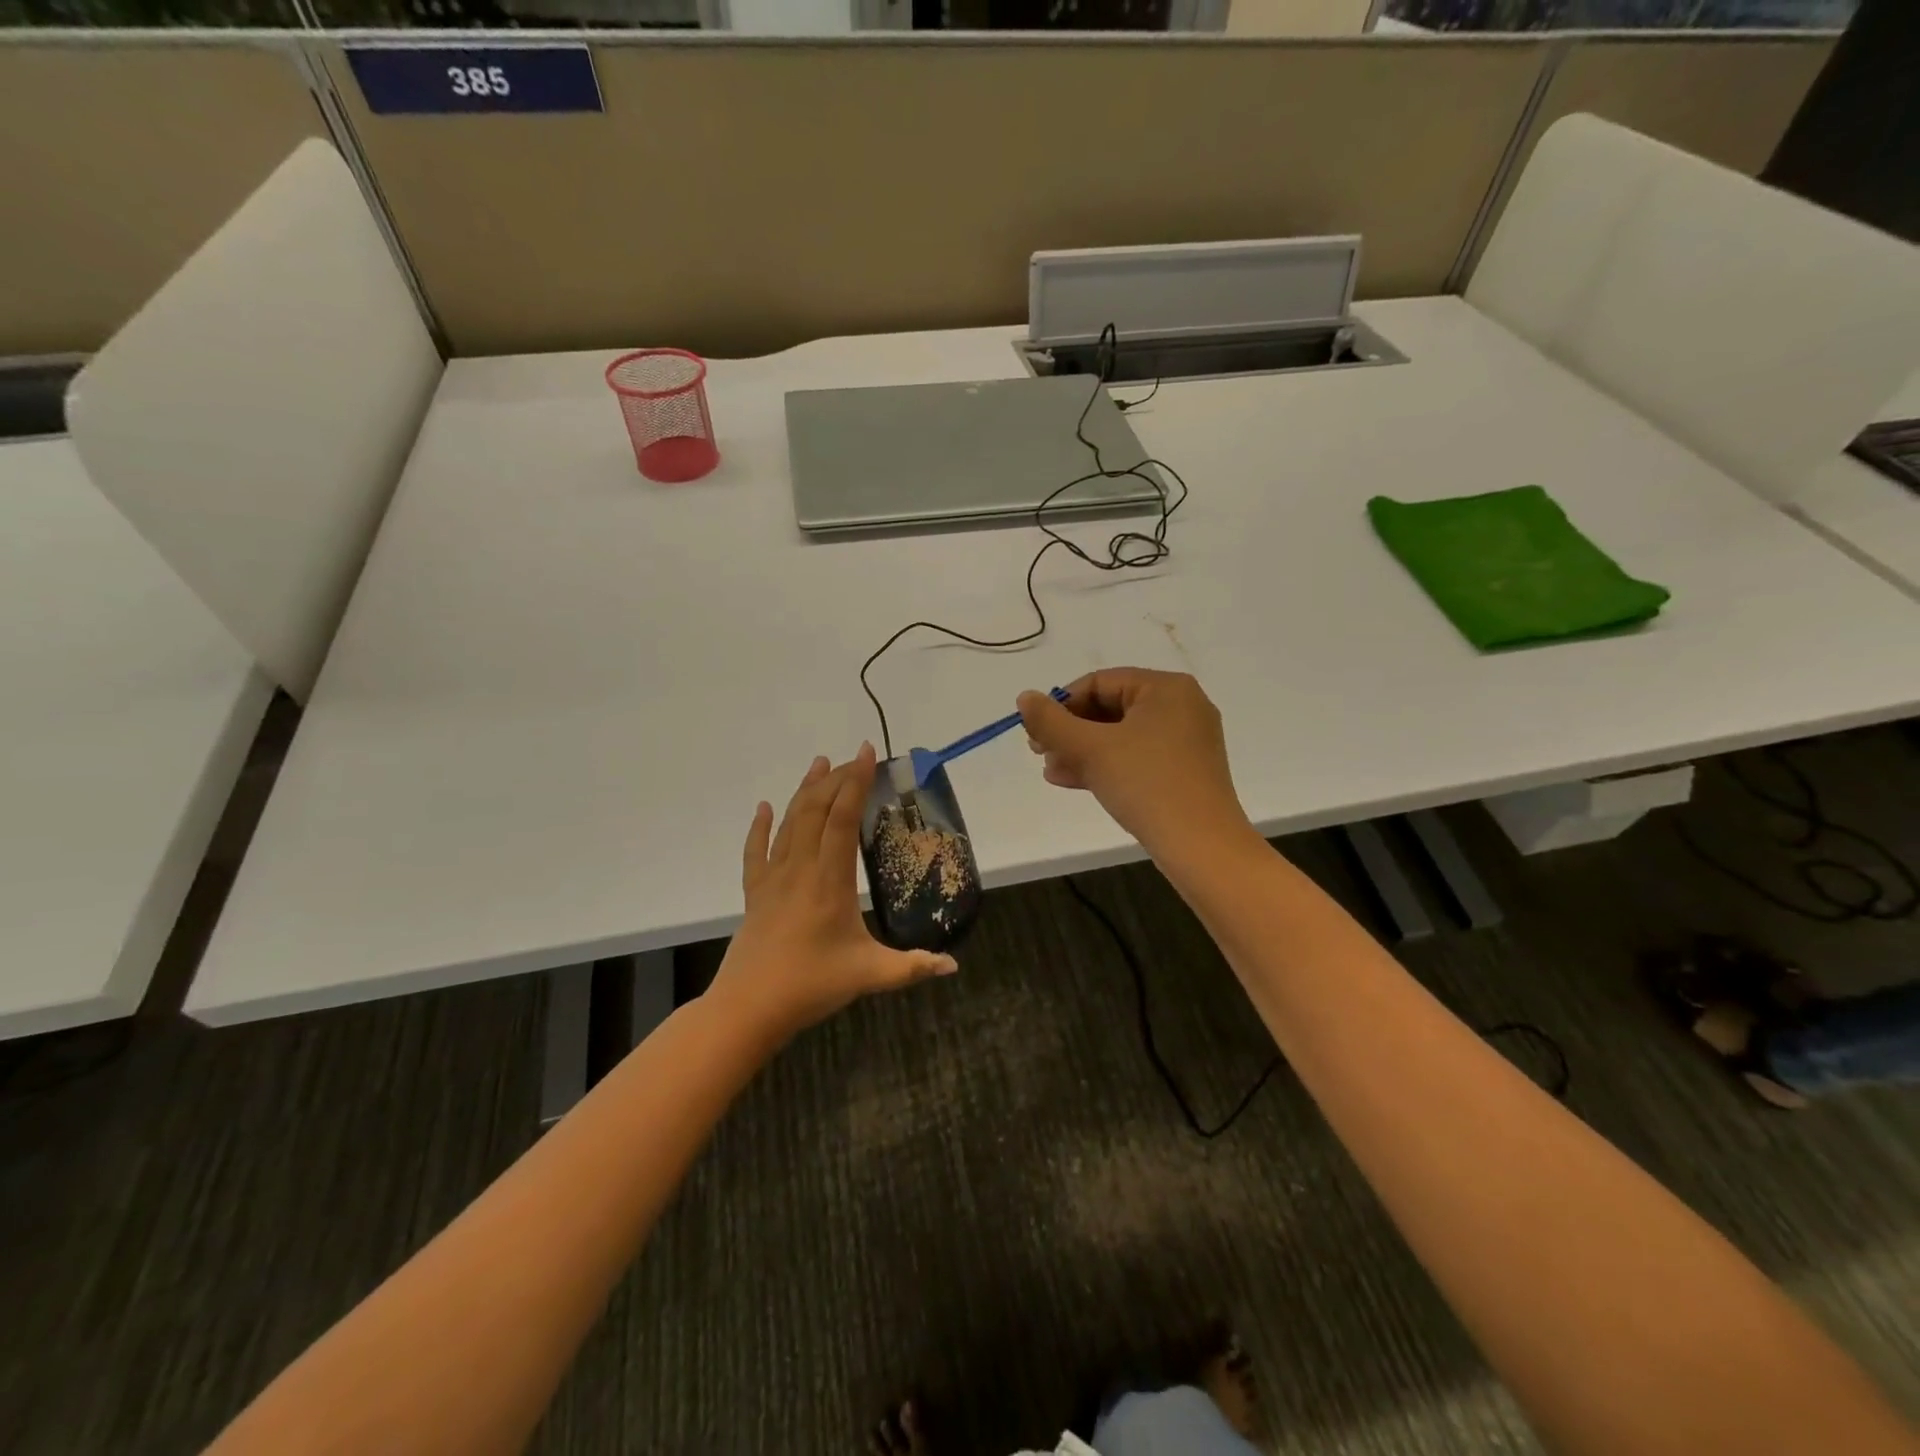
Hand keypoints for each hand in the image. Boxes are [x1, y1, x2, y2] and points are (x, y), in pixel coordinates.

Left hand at [710, 743, 957, 1040]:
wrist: (748, 1008)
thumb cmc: (810, 986)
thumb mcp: (869, 975)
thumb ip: (912, 967)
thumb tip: (952, 966)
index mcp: (829, 880)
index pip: (842, 819)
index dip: (855, 783)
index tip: (867, 753)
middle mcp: (800, 869)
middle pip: (815, 810)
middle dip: (835, 779)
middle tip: (854, 759)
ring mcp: (773, 878)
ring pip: (788, 822)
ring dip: (804, 790)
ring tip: (819, 763)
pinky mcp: (755, 893)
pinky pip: (755, 851)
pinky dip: (759, 826)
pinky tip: (764, 808)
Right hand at [1018, 669, 1251, 856]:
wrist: (1202, 847)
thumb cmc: (1147, 785)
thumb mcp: (1091, 749)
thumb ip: (1051, 721)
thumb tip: (1024, 697)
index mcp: (1166, 688)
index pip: (1100, 682)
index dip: (1062, 704)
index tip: (1035, 730)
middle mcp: (1181, 706)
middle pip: (1110, 708)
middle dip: (1070, 730)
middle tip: (1038, 751)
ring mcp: (1186, 741)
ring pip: (1121, 735)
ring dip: (1081, 750)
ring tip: (1050, 770)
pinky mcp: (1184, 771)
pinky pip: (1136, 757)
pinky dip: (1105, 765)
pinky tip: (1072, 780)